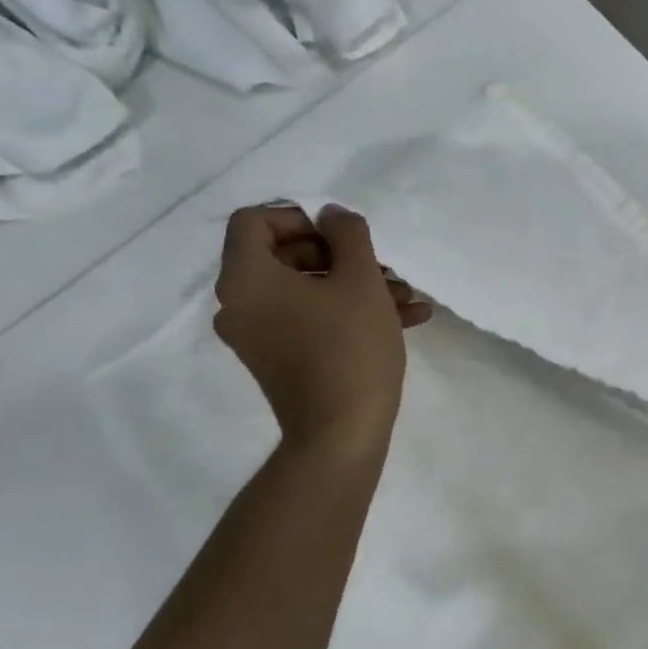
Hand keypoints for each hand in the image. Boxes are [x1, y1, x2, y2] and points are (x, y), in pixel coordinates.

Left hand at [213, 203, 431, 455]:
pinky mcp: (279, 359)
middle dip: (342, 256)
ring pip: (305, 290)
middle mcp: (240, 304)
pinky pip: (309, 319)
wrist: (341, 434)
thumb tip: (332, 214)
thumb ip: (348, 234)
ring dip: (356, 285)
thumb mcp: (360, 280)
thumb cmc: (349, 349)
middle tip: (385, 268)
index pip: (254, 220)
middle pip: (285, 255)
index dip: (300, 216)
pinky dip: (348, 312)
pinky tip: (405, 319)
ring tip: (407, 298)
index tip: (342, 236)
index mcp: (247, 279)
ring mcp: (258, 335)